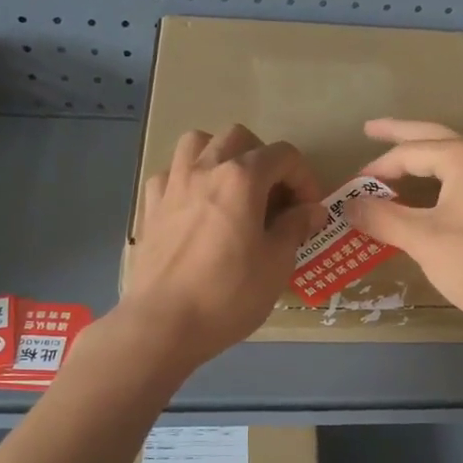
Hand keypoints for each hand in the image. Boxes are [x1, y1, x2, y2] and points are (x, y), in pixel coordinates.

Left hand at [122, 125, 323, 366]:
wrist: (164, 323)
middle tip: (273, 196)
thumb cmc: (229, 294)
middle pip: (240, 138)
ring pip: (197, 143)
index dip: (304, 178)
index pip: (283, 156)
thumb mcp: (277, 264)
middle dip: (264, 159)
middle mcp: (205, 169)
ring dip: (221, 155)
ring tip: (232, 187)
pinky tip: (196, 206)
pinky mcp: (150, 206)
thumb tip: (312, 209)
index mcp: (241, 178)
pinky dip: (188, 179)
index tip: (309, 210)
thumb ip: (296, 227)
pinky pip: (170, 173)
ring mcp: (173, 184)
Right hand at [343, 118, 462, 342]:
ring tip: (394, 156)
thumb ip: (382, 217)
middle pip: (434, 137)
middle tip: (369, 129)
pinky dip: (439, 176)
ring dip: (422, 155)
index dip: (376, 169)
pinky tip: (428, 188)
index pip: (409, 152)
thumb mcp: (423, 241)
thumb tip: (347, 205)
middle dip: (400, 134)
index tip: (350, 189)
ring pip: (452, 156)